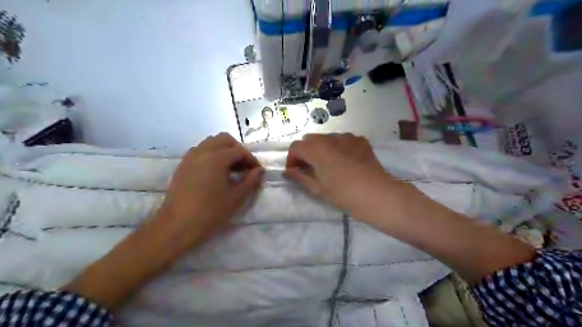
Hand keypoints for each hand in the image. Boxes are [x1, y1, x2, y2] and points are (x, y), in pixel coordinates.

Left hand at [155, 132, 262, 250]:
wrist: (176, 226)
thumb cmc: (210, 212)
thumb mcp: (236, 197)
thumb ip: (250, 181)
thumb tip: (259, 170)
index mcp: (216, 158)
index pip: (239, 150)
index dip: (251, 160)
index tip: (257, 172)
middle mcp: (202, 151)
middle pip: (224, 139)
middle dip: (237, 150)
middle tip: (244, 167)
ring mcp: (190, 157)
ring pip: (211, 143)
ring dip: (224, 151)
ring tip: (231, 169)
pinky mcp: (183, 165)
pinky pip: (201, 151)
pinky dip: (212, 155)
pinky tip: (216, 173)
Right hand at [283, 134, 400, 212]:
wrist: (376, 194)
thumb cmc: (342, 193)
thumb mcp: (317, 188)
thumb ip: (299, 177)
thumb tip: (287, 172)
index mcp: (315, 149)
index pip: (296, 147)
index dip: (292, 159)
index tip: (295, 171)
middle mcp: (329, 137)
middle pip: (310, 140)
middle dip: (306, 152)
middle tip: (310, 168)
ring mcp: (346, 136)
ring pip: (327, 139)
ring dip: (322, 149)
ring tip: (328, 165)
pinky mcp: (360, 140)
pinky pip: (343, 140)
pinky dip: (338, 148)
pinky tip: (345, 161)